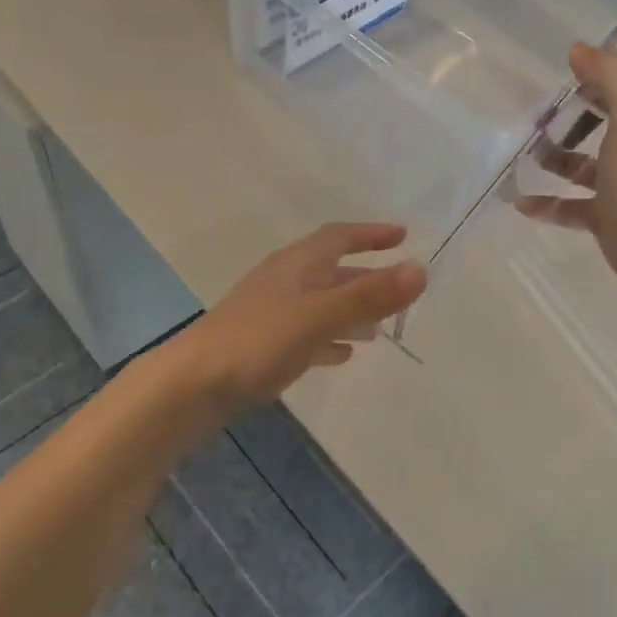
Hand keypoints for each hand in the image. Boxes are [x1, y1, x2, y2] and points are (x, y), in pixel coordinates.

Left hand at [173, 223, 426, 416]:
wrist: (195, 382)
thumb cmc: (260, 340)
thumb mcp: (320, 315)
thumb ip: (369, 295)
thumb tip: (421, 269)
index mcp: (298, 264)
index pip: (340, 236)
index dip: (371, 234)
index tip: (402, 235)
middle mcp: (286, 281)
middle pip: (333, 270)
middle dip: (367, 277)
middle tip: (400, 289)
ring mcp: (272, 311)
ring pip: (321, 302)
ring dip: (351, 310)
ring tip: (380, 329)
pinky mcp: (264, 343)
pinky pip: (307, 332)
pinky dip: (330, 337)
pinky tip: (342, 354)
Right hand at [516, 45, 616, 291]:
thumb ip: (611, 75)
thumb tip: (579, 51)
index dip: (602, 73)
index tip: (567, 70)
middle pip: (604, 122)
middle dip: (573, 115)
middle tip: (537, 112)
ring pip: (582, 166)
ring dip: (555, 159)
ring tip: (523, 154)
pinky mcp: (604, 217)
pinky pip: (569, 206)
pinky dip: (546, 203)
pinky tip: (520, 202)